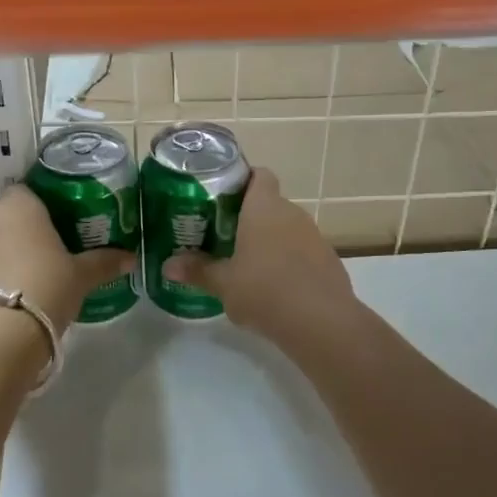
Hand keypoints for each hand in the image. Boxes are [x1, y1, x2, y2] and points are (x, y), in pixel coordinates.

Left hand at [0, 186, 133, 336]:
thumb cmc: (46, 289)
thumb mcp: (82, 277)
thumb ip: (105, 262)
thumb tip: (131, 257)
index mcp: (20, 207)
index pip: (27, 193)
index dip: (39, 209)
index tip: (55, 229)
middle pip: (4, 219)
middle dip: (18, 235)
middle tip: (42, 261)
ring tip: (18, 287)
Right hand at [163, 169, 356, 344]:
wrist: (321, 322)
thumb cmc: (264, 291)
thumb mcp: (223, 283)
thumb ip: (197, 270)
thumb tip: (167, 266)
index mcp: (264, 207)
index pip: (259, 175)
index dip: (243, 180)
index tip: (224, 196)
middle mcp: (291, 212)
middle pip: (270, 203)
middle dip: (250, 216)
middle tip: (226, 235)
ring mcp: (314, 235)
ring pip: (287, 227)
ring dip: (271, 240)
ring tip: (249, 264)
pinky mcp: (329, 259)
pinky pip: (303, 250)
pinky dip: (290, 260)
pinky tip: (277, 287)